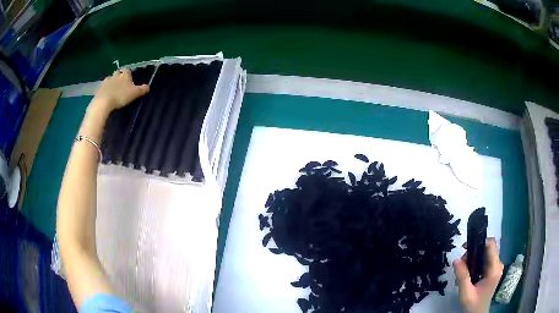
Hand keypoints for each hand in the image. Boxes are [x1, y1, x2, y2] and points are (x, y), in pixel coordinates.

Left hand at [92, 68, 148, 111]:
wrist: (103, 102)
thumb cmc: (120, 96)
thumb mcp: (134, 94)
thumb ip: (142, 90)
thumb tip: (148, 86)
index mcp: (125, 75)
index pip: (127, 70)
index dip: (128, 74)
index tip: (129, 79)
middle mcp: (115, 75)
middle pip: (118, 73)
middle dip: (119, 77)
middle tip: (121, 84)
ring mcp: (106, 81)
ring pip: (110, 79)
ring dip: (111, 82)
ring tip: (113, 90)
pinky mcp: (99, 88)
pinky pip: (103, 87)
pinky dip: (105, 89)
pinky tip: (106, 95)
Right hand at [453, 238, 503, 312]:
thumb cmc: (473, 306)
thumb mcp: (465, 294)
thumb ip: (462, 277)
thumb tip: (456, 259)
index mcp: (494, 269)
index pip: (491, 245)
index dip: (479, 241)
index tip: (466, 249)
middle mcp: (498, 265)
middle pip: (488, 248)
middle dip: (474, 251)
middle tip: (461, 262)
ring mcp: (496, 268)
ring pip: (486, 253)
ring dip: (475, 257)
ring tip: (463, 268)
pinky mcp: (493, 271)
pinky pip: (486, 259)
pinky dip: (477, 261)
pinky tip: (469, 271)